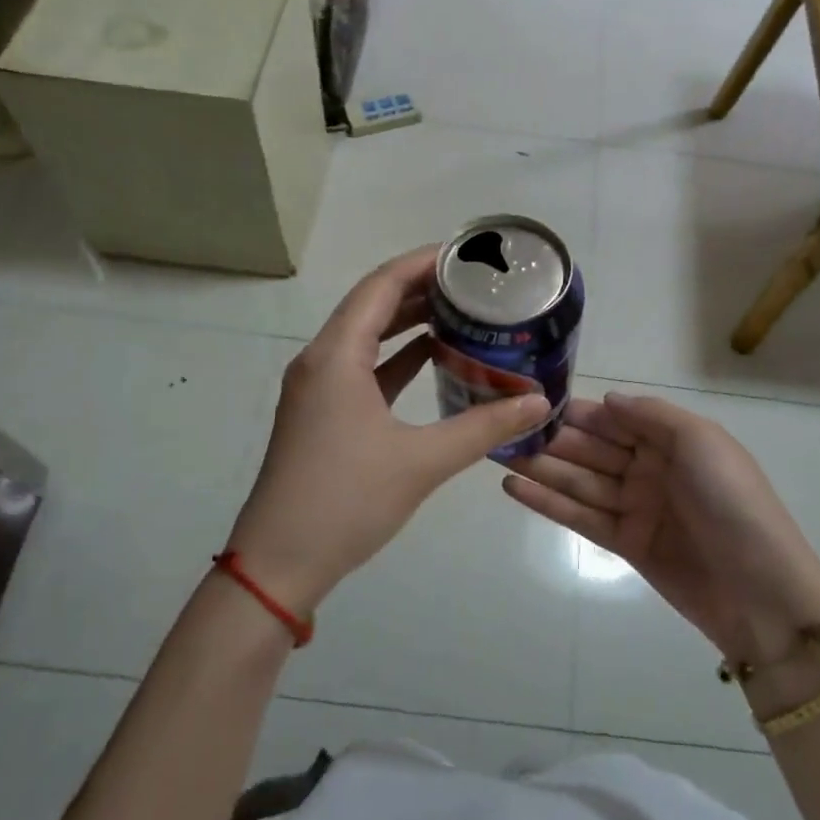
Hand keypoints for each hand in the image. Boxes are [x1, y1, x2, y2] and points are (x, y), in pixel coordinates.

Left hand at [227, 248, 550, 612]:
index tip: (465, 255)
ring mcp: (317, 388)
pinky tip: (433, 359)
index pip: (381, 285)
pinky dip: (396, 357)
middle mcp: (321, 360)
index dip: (423, 263)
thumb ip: (484, 427)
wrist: (278, 564)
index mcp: (336, 356)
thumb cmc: (345, 502)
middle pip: (372, 304)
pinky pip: (362, 367)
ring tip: (459, 311)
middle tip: (473, 283)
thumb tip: (540, 402)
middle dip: (421, 288)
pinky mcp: (321, 413)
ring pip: (366, 336)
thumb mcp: (422, 461)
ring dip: (408, 321)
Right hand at [502, 393, 819, 665]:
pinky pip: (581, 516)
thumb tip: (606, 400)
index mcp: (672, 439)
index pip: (614, 418)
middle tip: (501, 428)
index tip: (531, 400)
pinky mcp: (626, 544)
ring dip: (540, 468)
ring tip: (496, 454)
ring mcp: (637, 507)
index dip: (575, 411)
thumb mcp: (701, 441)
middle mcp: (651, 468)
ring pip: (580, 481)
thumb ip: (651, 416)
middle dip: (551, 438)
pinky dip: (548, 502)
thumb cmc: (734, 503)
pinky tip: (514, 488)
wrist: (763, 593)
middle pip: (592, 448)